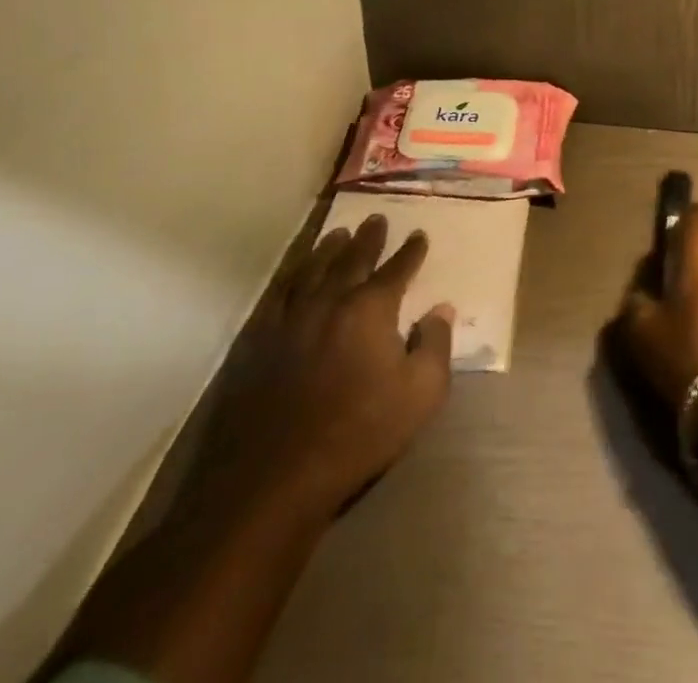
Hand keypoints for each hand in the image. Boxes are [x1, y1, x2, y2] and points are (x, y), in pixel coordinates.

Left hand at [191, 214, 453, 527]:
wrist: (272, 478)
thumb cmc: (357, 435)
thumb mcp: (419, 395)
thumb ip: (435, 346)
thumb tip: (441, 310)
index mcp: (370, 309)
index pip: (397, 269)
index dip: (411, 251)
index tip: (419, 235)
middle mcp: (330, 300)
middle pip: (352, 259)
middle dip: (368, 238)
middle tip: (375, 219)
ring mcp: (288, 318)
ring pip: (311, 269)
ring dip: (327, 249)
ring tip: (337, 234)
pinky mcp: (256, 341)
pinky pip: (276, 296)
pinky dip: (289, 278)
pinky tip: (291, 277)